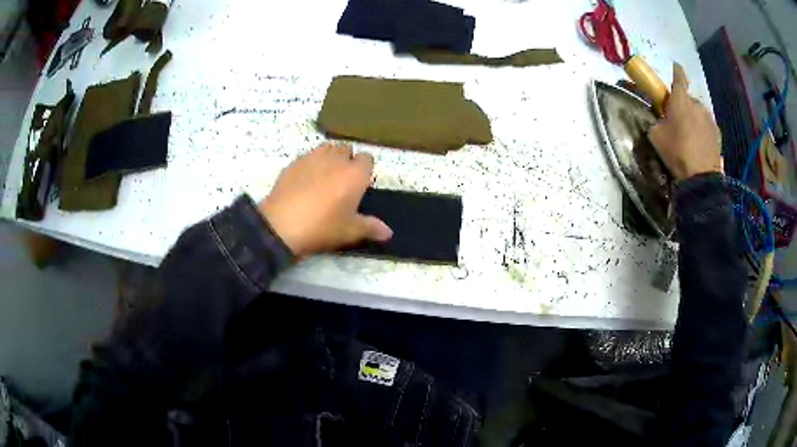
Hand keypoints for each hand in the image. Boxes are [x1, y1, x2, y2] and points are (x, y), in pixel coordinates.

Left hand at [258, 143, 392, 257]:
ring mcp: (313, 157)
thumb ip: (371, 228)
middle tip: (341, 182)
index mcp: (355, 174)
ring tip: (323, 177)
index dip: (364, 170)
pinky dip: (310, 164)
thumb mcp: (349, 231)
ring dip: (329, 158)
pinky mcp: (294, 162)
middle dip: (346, 161)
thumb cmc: (322, 227)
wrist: (281, 225)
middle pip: (347, 149)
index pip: (368, 159)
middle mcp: (336, 159)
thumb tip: (388, 233)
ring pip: (327, 148)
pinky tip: (304, 181)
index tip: (359, 185)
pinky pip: (308, 156)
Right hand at [648, 62, 722, 179]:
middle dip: (684, 106)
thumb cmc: (676, 152)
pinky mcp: (717, 134)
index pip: (679, 77)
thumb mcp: (656, 136)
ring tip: (690, 136)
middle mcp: (697, 104)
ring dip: (694, 119)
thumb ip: (657, 121)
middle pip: (689, 99)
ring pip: (699, 113)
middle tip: (678, 120)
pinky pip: (707, 127)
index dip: (676, 70)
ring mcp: (709, 119)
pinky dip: (702, 131)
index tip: (675, 65)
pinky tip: (699, 145)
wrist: (700, 178)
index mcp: (681, 100)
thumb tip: (660, 119)